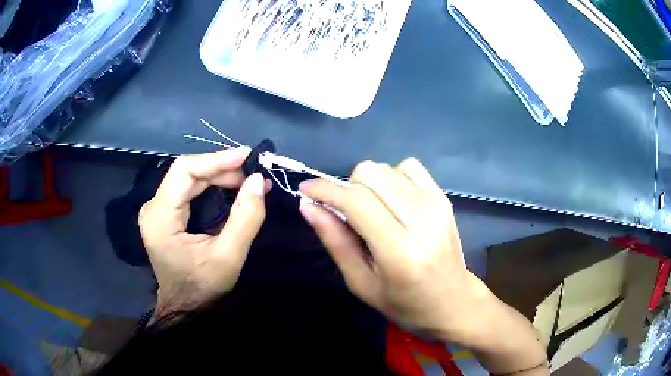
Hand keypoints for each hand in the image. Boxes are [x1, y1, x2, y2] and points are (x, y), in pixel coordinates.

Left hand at [139, 148, 268, 315]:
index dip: (216, 159)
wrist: (185, 308)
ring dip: (218, 175)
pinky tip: (230, 187)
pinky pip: (188, 189)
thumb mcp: (228, 257)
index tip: (246, 156)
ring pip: (188, 178)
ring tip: (247, 180)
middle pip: (186, 172)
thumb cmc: (203, 288)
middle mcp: (153, 207)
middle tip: (253, 173)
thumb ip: (245, 218)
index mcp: (160, 217)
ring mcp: (156, 210)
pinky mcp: (164, 214)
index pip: (184, 171)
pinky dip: (211, 185)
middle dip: (221, 169)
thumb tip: (258, 181)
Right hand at [298, 158, 486, 340]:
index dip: (325, 189)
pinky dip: (393, 178)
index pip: (356, 202)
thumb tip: (309, 206)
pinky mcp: (444, 198)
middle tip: (349, 215)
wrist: (453, 302)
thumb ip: (335, 241)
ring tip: (374, 211)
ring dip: (370, 185)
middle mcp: (422, 220)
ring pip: (386, 168)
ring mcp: (437, 205)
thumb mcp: (361, 283)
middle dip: (348, 189)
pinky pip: (409, 166)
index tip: (306, 189)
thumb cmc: (404, 303)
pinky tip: (394, 201)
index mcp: (399, 251)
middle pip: (370, 174)